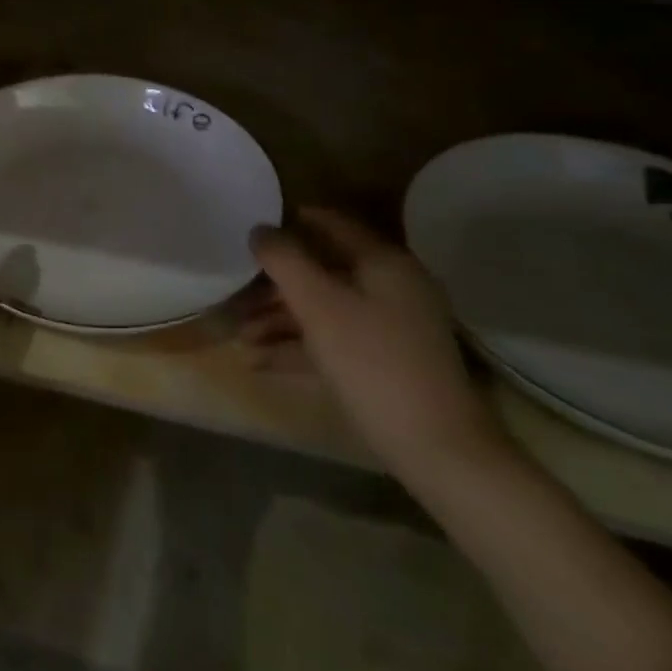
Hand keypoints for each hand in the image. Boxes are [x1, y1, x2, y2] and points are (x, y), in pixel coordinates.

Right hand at [246, 208, 511, 487]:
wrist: (435, 447)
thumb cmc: (372, 361)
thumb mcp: (319, 305)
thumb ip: (284, 260)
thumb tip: (259, 229)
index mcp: (383, 263)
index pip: (331, 224)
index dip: (289, 223)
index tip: (248, 232)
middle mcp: (390, 287)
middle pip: (323, 270)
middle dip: (276, 283)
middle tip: (236, 294)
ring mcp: (389, 327)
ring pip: (324, 308)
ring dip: (280, 319)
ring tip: (242, 338)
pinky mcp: (384, 362)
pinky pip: (332, 341)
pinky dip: (298, 346)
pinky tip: (259, 362)